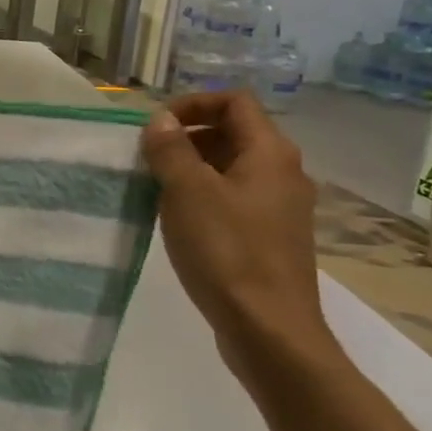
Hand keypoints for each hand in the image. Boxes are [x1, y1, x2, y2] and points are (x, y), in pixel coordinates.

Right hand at [139, 90, 343, 392]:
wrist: (269, 329)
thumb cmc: (227, 251)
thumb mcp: (187, 192)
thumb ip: (171, 149)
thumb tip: (160, 120)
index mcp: (270, 153)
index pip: (235, 101)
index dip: (193, 103)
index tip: (155, 126)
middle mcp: (283, 172)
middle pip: (234, 132)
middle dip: (188, 136)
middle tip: (148, 156)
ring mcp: (280, 207)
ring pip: (231, 167)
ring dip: (192, 167)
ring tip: (155, 187)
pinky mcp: (271, 237)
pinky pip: (234, 198)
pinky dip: (203, 195)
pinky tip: (177, 219)